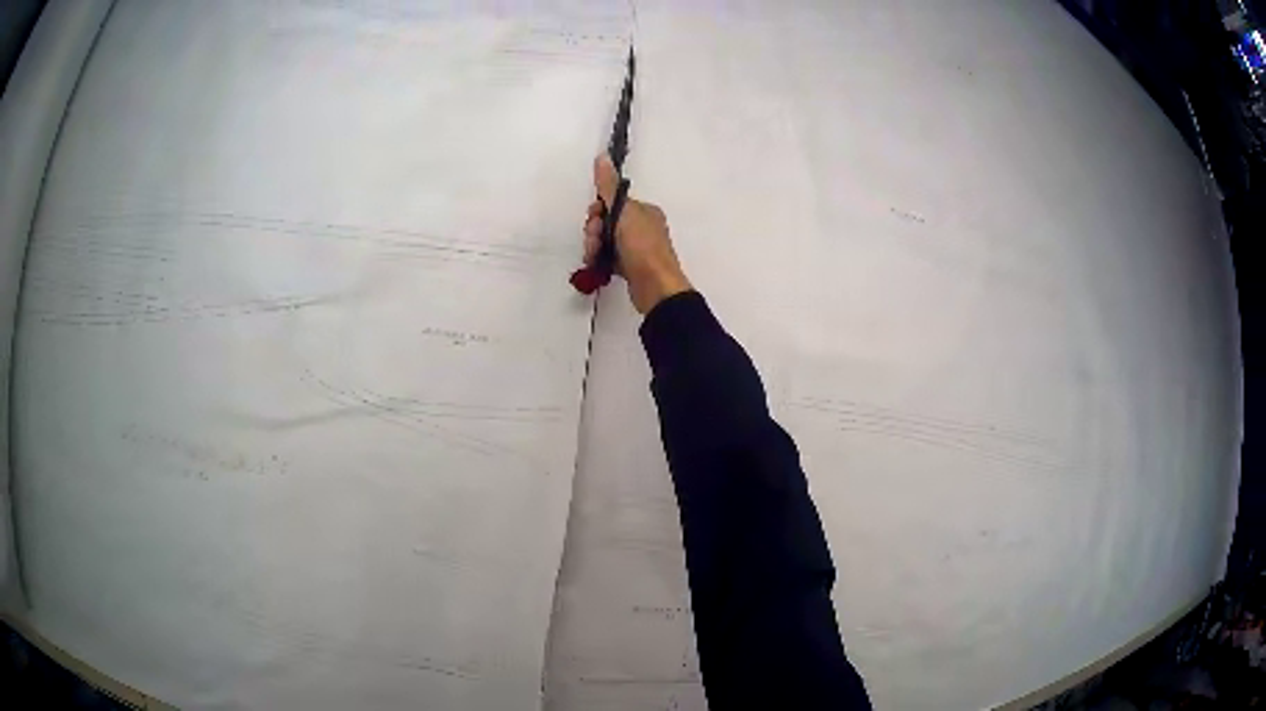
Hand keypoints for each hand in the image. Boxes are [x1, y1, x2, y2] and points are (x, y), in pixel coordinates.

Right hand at [583, 154, 691, 314]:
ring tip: (595, 257)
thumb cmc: (642, 246)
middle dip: (595, 231)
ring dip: (595, 247)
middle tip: (595, 242)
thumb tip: (601, 157)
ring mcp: (637, 249)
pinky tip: (596, 266)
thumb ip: (608, 186)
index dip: (598, 211)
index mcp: (645, 211)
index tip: (594, 219)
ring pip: (606, 241)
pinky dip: (600, 260)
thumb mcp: (624, 212)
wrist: (655, 287)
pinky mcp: (630, 268)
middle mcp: (643, 227)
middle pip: (607, 222)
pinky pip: (609, 258)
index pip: (613, 203)